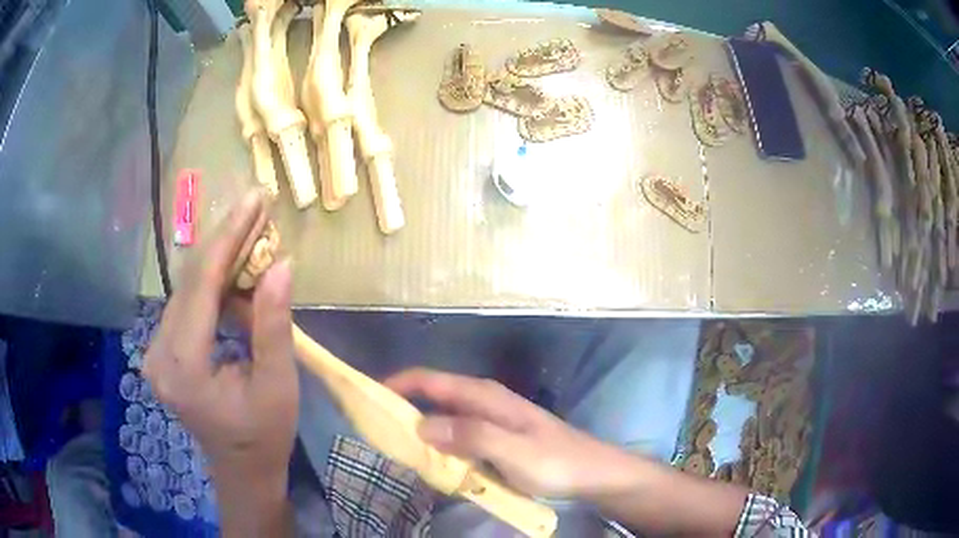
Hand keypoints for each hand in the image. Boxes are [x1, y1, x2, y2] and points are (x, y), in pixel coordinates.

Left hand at [144, 191, 297, 489]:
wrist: (241, 468)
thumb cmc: (264, 434)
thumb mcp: (277, 385)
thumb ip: (273, 326)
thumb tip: (281, 264)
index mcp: (184, 369)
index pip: (201, 287)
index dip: (229, 238)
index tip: (255, 198)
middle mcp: (158, 355)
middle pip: (189, 281)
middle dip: (224, 240)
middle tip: (256, 204)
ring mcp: (154, 353)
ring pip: (185, 288)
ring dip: (218, 257)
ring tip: (250, 230)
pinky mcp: (160, 351)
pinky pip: (185, 304)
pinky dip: (210, 281)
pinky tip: (232, 267)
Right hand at [385, 368, 636, 497]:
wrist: (592, 473)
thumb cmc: (555, 461)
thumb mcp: (513, 450)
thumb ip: (470, 435)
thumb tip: (421, 426)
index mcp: (485, 396)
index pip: (431, 380)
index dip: (398, 384)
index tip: (368, 397)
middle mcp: (484, 402)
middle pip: (433, 397)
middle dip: (403, 409)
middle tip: (376, 430)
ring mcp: (491, 421)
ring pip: (444, 419)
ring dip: (421, 431)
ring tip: (396, 448)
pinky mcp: (495, 439)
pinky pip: (458, 437)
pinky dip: (440, 445)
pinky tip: (433, 463)